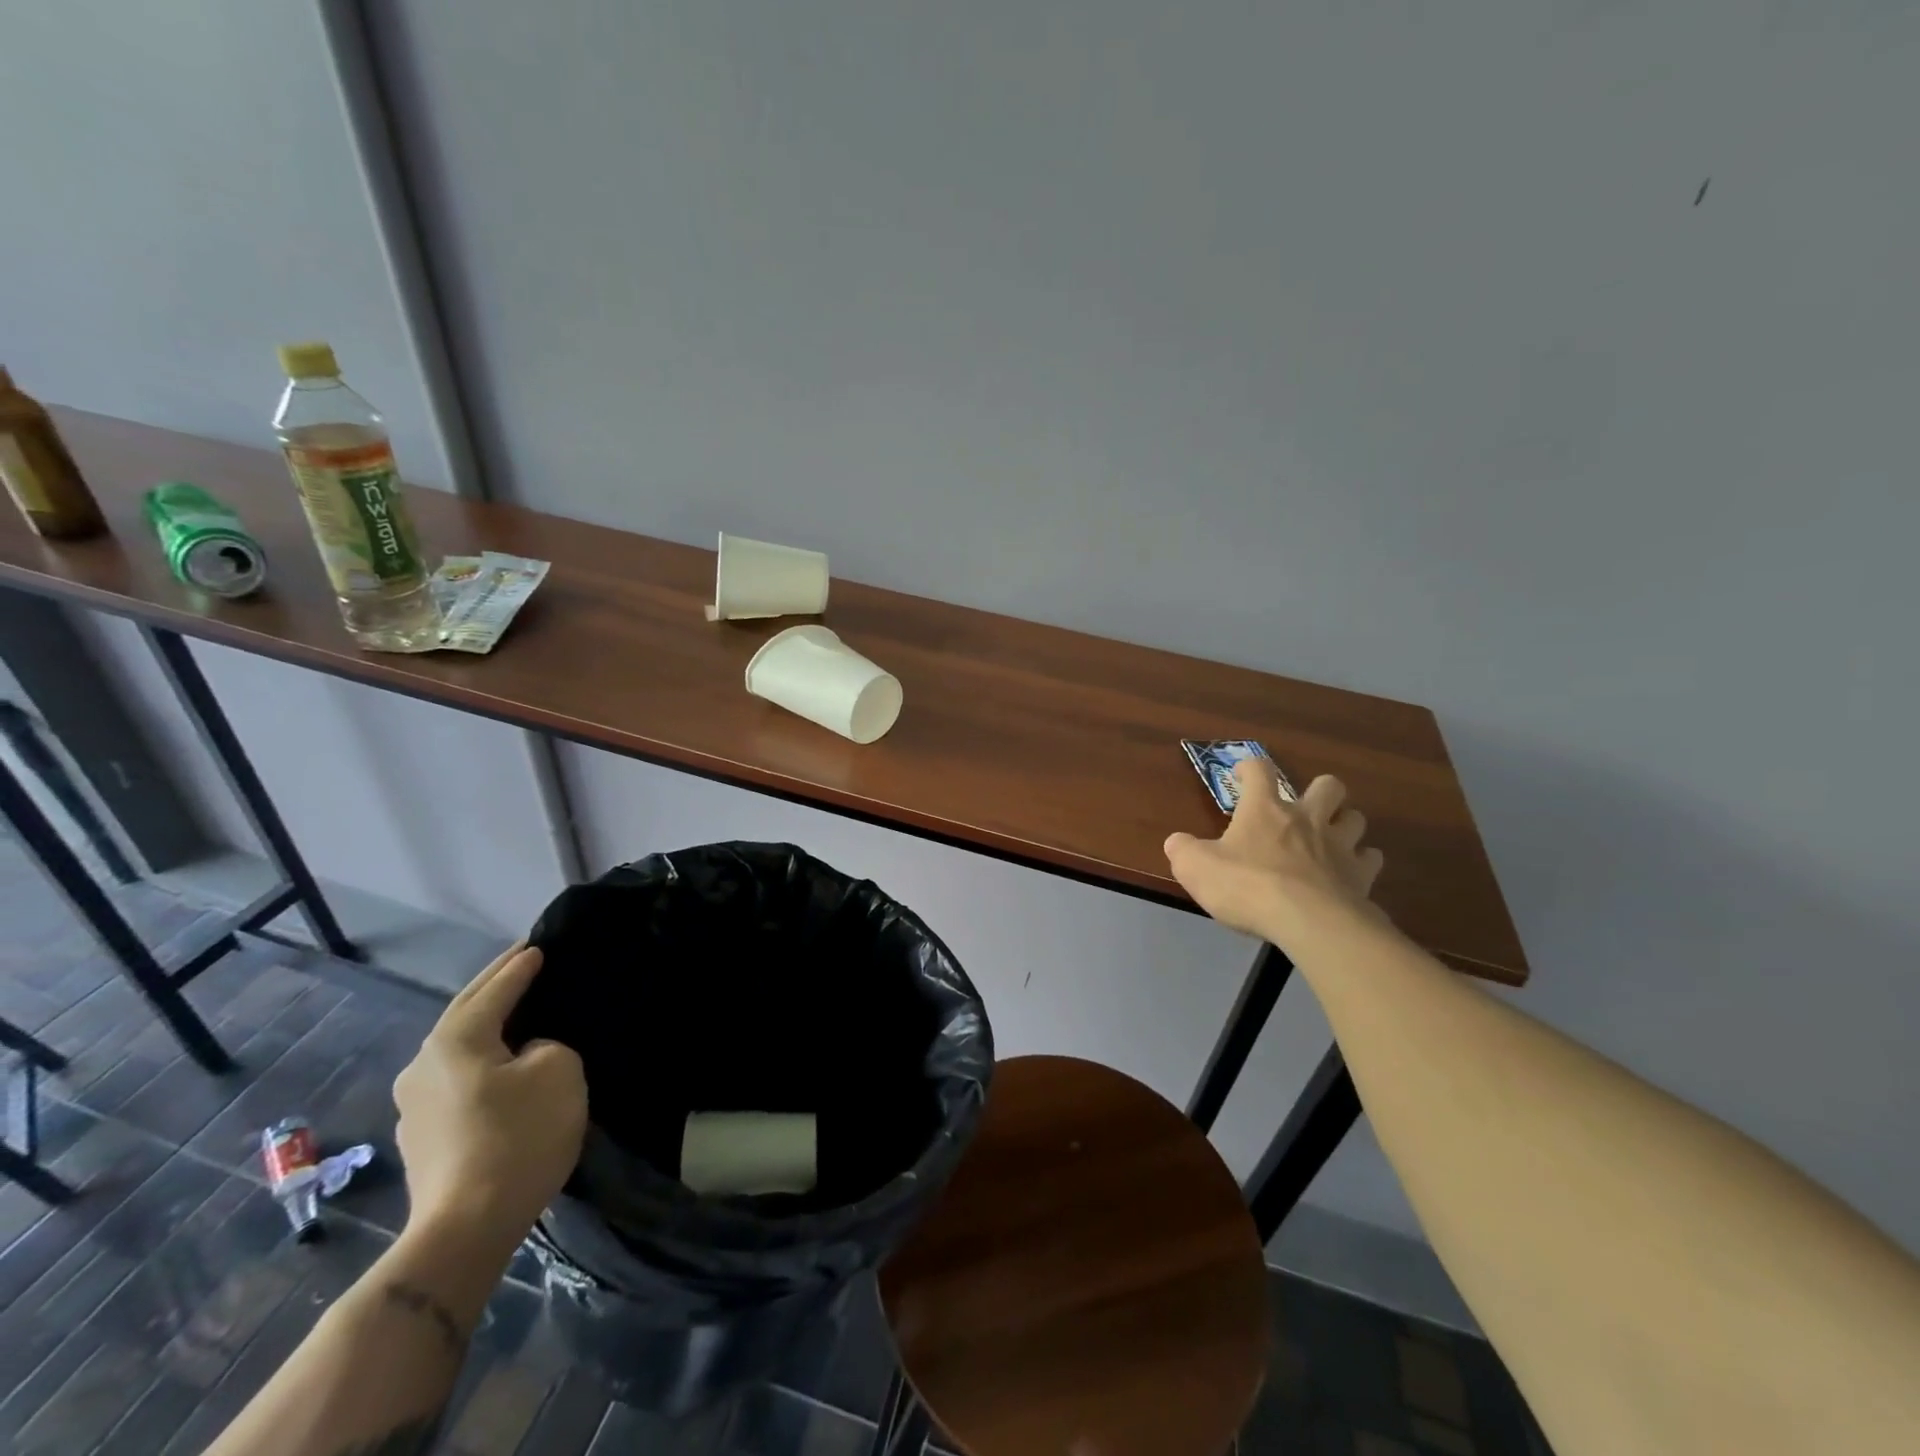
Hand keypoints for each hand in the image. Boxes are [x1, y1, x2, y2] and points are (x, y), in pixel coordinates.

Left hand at [392, 945, 585, 1256]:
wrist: (466, 1228)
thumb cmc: (518, 1136)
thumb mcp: (558, 1070)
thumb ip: (546, 1044)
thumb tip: (524, 1055)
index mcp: (455, 1040)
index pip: (495, 989)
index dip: (521, 966)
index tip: (540, 946)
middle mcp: (423, 1064)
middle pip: (465, 1012)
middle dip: (493, 985)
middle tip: (521, 962)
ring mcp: (414, 1105)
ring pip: (457, 1047)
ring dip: (485, 1025)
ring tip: (514, 1010)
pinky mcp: (422, 1137)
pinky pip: (457, 1079)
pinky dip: (480, 1059)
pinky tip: (500, 1064)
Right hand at [1165, 759, 1385, 946]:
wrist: (1308, 922)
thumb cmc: (1247, 886)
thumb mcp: (1195, 868)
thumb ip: (1183, 850)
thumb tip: (1176, 842)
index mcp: (1265, 809)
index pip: (1260, 770)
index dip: (1250, 768)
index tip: (1242, 776)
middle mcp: (1307, 818)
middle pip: (1328, 785)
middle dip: (1318, 792)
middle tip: (1302, 810)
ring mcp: (1339, 845)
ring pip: (1356, 818)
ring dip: (1344, 824)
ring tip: (1329, 840)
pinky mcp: (1362, 876)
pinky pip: (1370, 859)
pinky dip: (1361, 862)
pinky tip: (1348, 874)